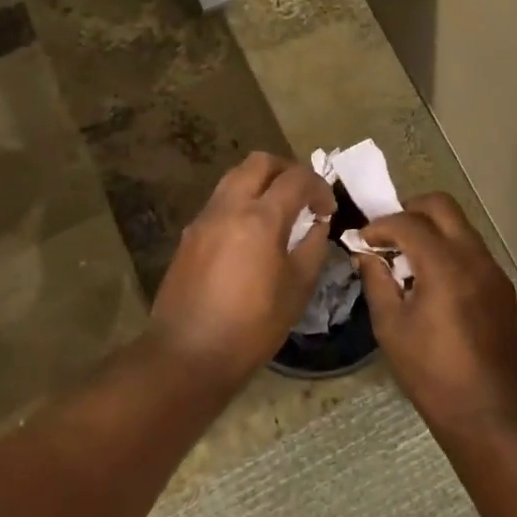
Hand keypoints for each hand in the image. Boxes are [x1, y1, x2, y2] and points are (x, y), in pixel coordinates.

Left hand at [150, 152, 335, 381]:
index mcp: (261, 218)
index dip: (319, 187)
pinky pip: (220, 201)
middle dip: (287, 170)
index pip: (296, 178)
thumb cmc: (252, 326)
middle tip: (303, 196)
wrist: (188, 354)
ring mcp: (204, 218)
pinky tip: (252, 234)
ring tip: (279, 212)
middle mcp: (229, 207)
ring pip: (235, 177)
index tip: (328, 209)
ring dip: (261, 183)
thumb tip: (317, 225)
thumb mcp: (297, 289)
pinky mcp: (189, 234)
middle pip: (259, 162)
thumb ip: (313, 247)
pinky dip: (241, 202)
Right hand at [355, 194, 516, 431]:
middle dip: (411, 210)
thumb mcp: (391, 328)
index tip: (364, 240)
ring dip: (432, 230)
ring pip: (461, 226)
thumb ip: (377, 282)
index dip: (381, 225)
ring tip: (409, 260)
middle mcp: (474, 258)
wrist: (492, 414)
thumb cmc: (433, 375)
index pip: (409, 222)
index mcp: (445, 266)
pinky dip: (449, 250)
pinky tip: (434, 282)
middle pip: (442, 206)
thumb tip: (367, 255)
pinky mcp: (503, 288)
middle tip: (389, 235)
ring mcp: (494, 271)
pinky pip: (473, 251)